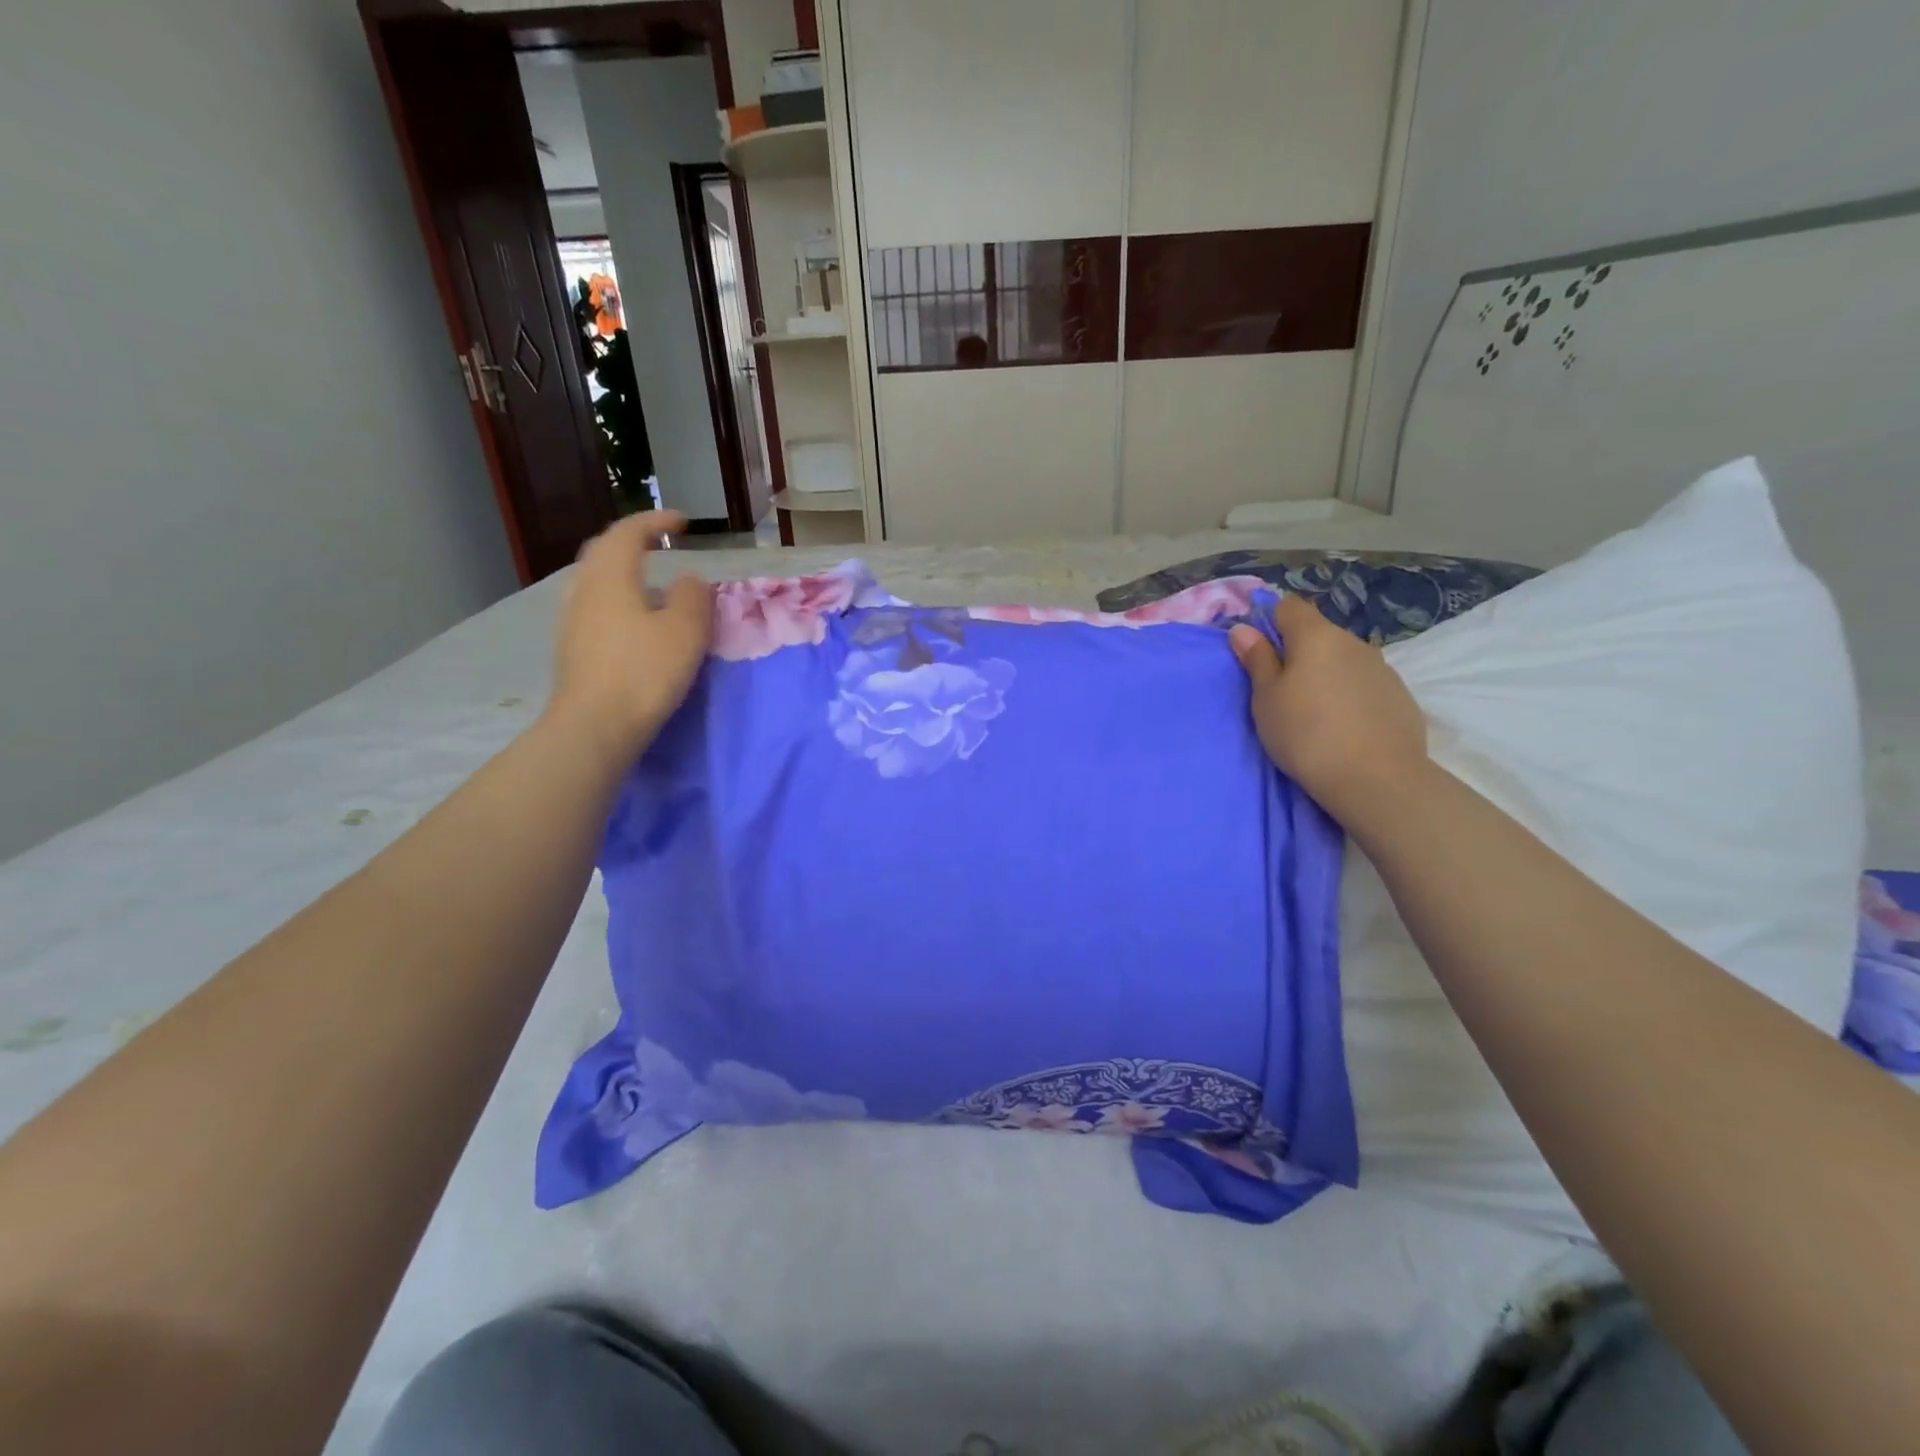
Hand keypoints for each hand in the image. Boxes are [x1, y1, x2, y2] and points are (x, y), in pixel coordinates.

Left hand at [549, 512, 711, 763]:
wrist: (595, 726)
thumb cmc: (644, 672)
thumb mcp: (685, 630)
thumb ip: (692, 597)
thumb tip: (687, 580)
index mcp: (610, 577)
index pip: (628, 533)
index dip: (655, 521)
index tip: (682, 522)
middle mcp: (584, 590)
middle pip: (603, 553)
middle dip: (632, 543)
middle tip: (658, 545)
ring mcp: (572, 621)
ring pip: (597, 582)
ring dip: (625, 575)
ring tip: (652, 587)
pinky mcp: (572, 649)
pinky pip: (596, 609)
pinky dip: (618, 602)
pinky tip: (636, 624)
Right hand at [1228, 595, 1427, 822]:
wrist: (1376, 778)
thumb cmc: (1306, 734)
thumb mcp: (1267, 699)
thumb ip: (1257, 660)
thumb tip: (1244, 629)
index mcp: (1316, 636)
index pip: (1289, 606)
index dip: (1270, 623)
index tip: (1259, 654)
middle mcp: (1352, 641)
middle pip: (1318, 634)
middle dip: (1298, 653)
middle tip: (1282, 693)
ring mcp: (1382, 667)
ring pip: (1342, 659)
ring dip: (1325, 675)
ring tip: (1315, 714)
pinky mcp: (1400, 694)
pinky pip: (1364, 683)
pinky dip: (1350, 695)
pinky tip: (1345, 727)